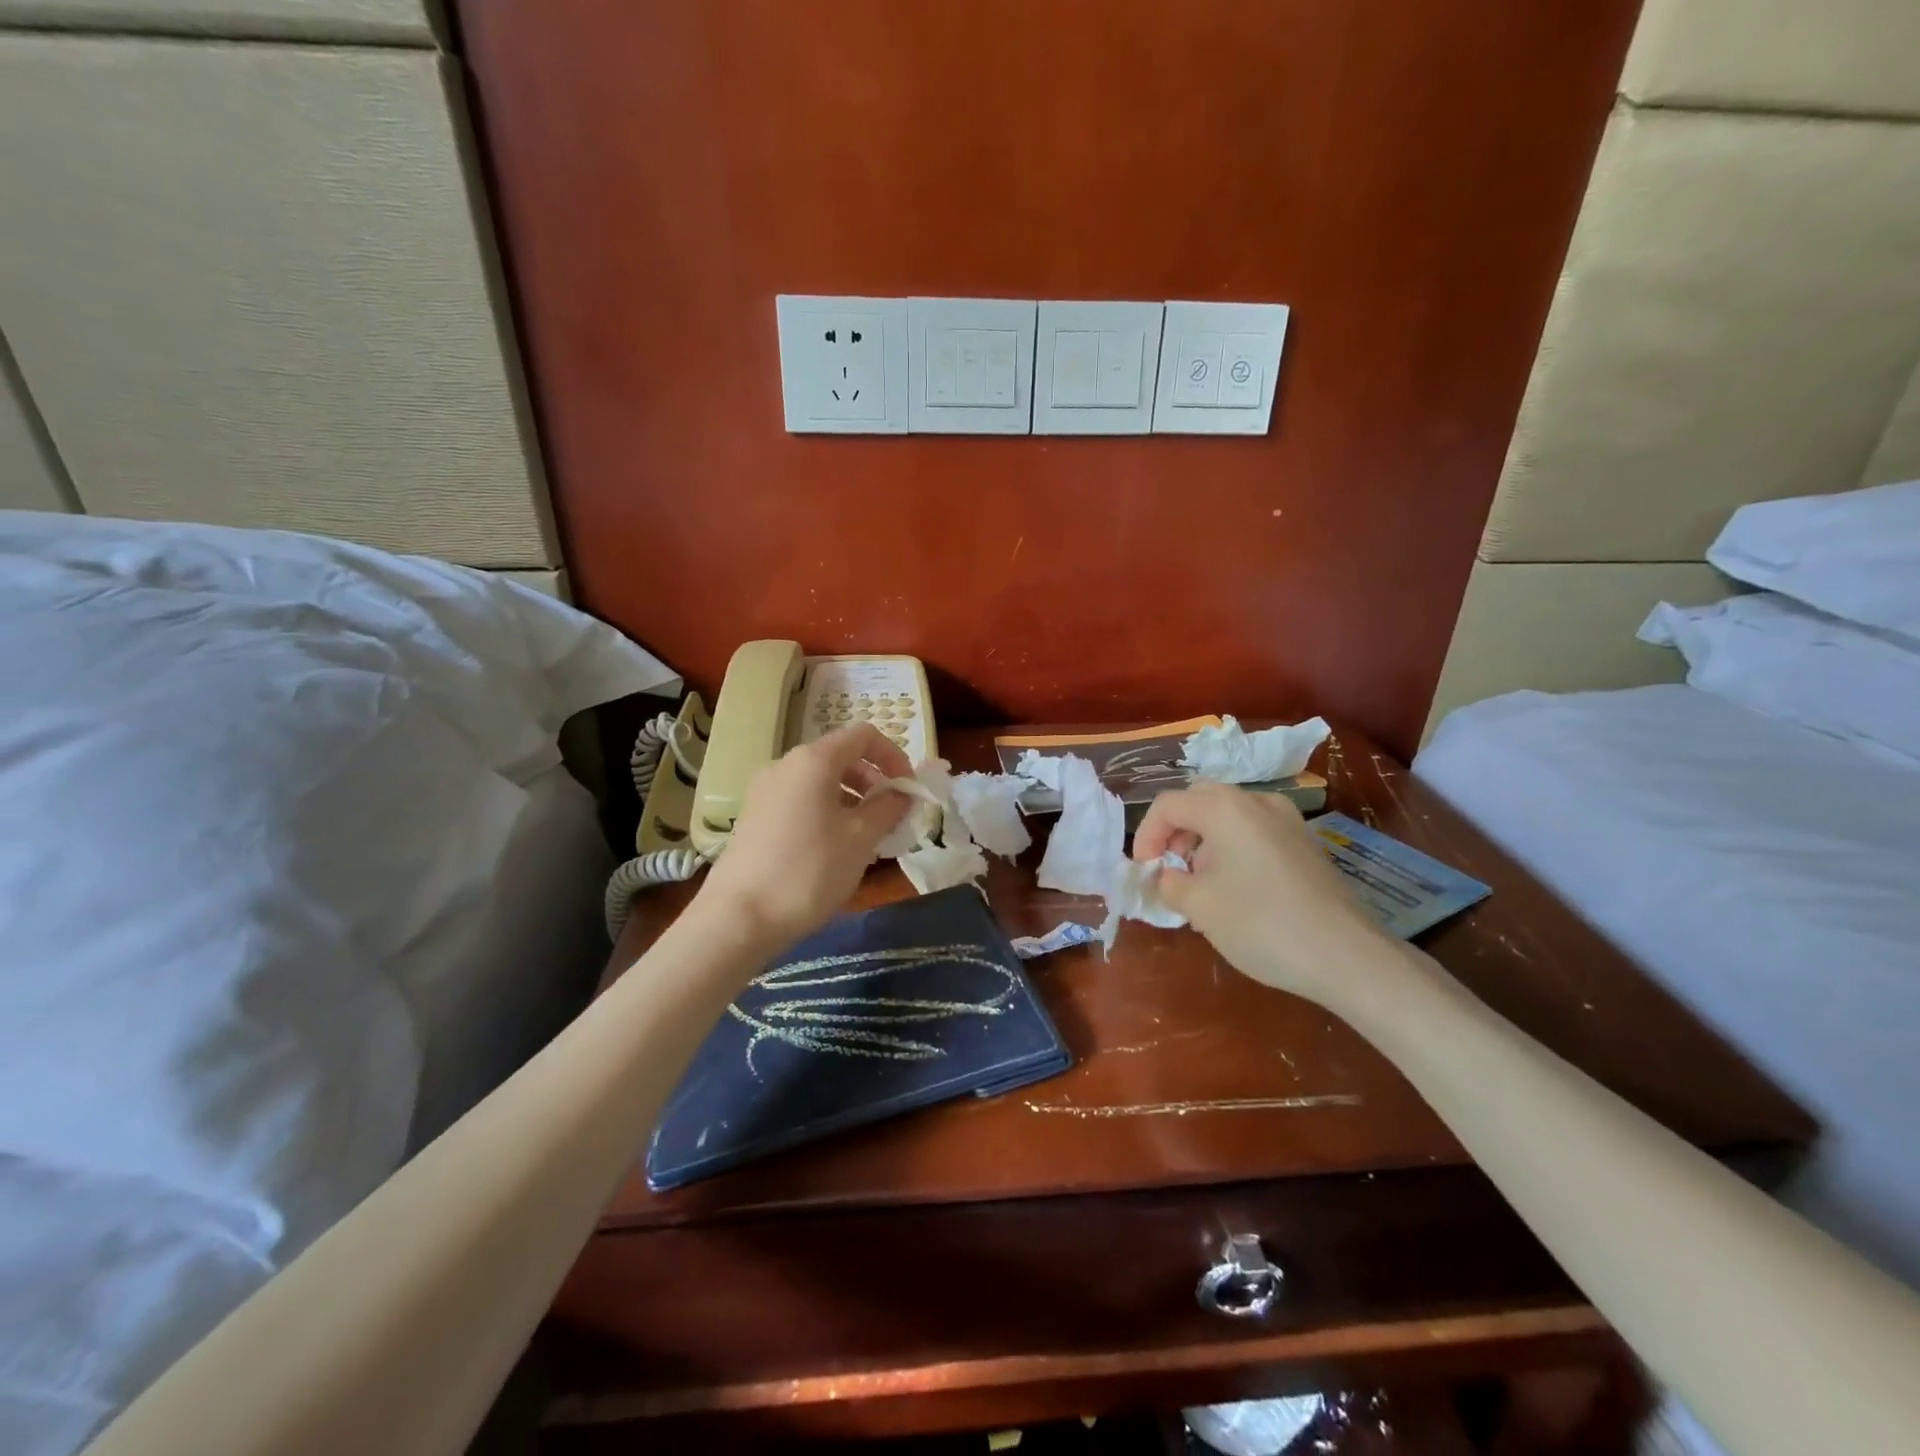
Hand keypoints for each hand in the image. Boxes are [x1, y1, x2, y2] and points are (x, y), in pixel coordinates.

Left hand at [694, 722, 913, 948]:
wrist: (739, 918)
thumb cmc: (809, 871)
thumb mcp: (861, 839)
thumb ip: (888, 808)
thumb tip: (902, 794)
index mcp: (813, 760)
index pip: (864, 736)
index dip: (894, 757)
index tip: (909, 791)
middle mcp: (785, 765)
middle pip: (841, 757)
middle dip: (874, 782)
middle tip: (892, 818)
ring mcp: (765, 791)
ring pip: (821, 782)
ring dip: (853, 800)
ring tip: (869, 838)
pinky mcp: (755, 817)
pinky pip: (802, 801)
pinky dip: (828, 813)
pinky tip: (836, 849)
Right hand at [1134, 783, 1389, 1006]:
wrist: (1348, 956)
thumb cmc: (1263, 924)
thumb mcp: (1200, 907)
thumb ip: (1170, 883)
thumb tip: (1166, 876)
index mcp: (1224, 807)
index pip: (1167, 805)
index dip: (1146, 836)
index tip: (1145, 872)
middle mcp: (1256, 801)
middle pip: (1199, 800)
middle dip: (1175, 832)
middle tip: (1170, 869)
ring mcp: (1287, 820)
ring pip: (1228, 814)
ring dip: (1203, 839)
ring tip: (1200, 883)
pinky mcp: (1305, 842)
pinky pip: (1254, 830)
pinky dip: (1232, 847)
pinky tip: (1236, 888)